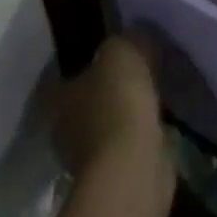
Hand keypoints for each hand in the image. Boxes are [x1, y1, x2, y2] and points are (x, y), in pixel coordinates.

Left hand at [54, 34, 168, 181]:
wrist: (133, 167)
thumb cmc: (116, 102)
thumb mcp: (121, 52)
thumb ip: (126, 40)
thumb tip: (135, 37)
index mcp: (56, 97)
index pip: (62, 74)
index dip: (83, 61)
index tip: (108, 51)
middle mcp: (64, 129)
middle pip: (85, 102)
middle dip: (107, 90)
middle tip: (135, 71)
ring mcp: (87, 159)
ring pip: (107, 125)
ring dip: (125, 115)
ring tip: (153, 94)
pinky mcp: (114, 178)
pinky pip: (127, 146)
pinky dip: (141, 136)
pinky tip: (160, 122)